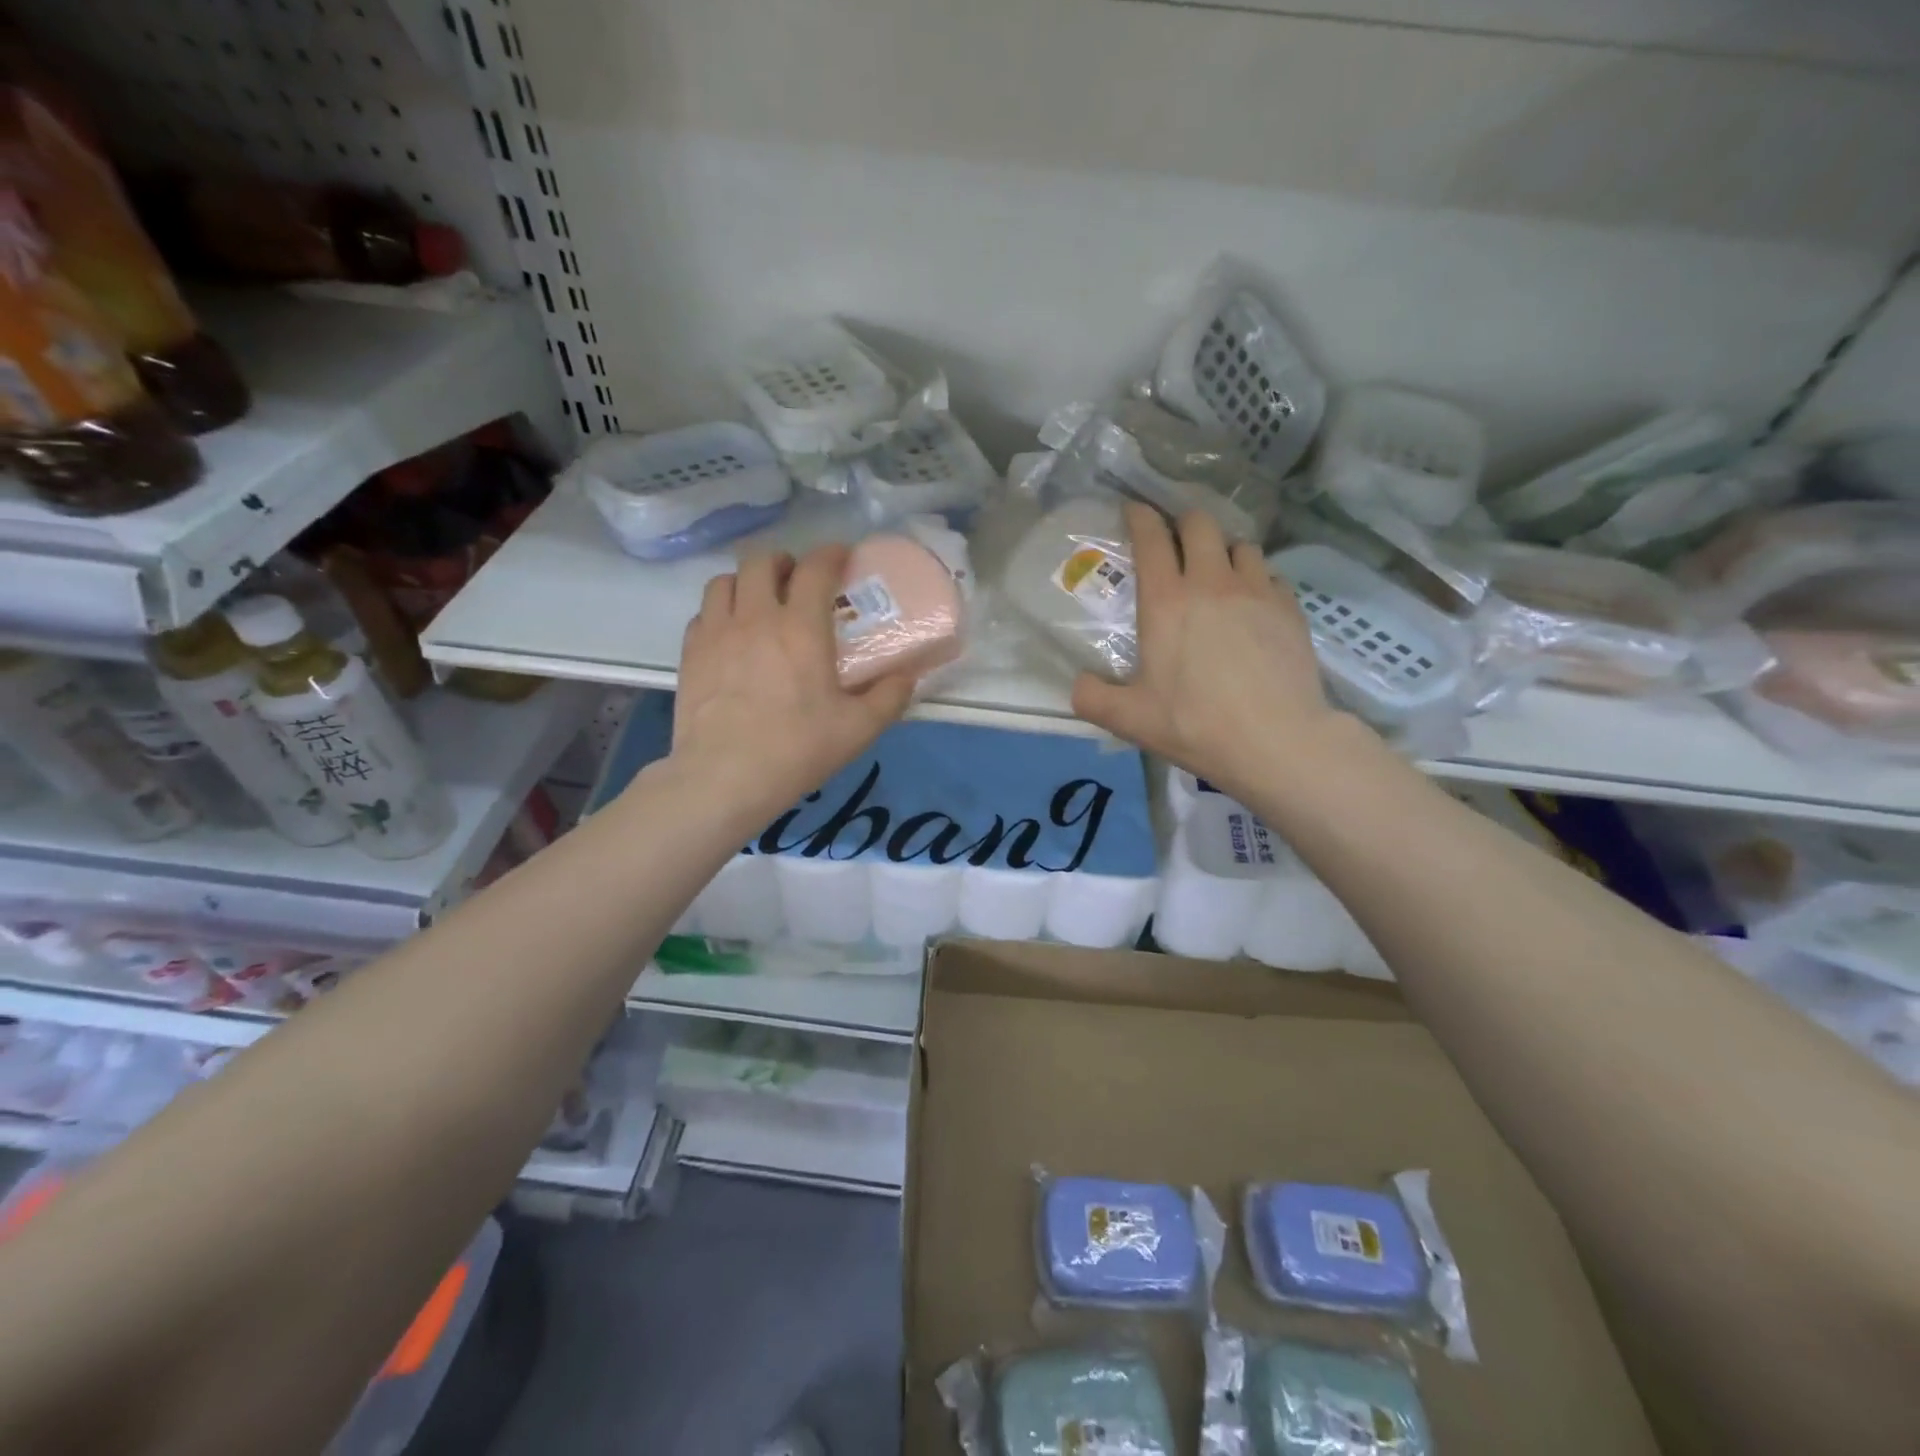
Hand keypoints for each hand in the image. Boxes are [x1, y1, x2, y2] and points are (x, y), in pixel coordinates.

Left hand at [670, 545, 915, 819]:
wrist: (724, 777)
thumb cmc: (797, 749)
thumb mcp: (858, 729)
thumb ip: (889, 697)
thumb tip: (908, 676)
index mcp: (801, 627)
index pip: (815, 568)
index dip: (830, 553)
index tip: (841, 556)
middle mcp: (755, 617)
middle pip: (761, 561)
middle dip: (783, 561)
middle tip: (796, 580)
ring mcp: (716, 633)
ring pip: (724, 581)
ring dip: (746, 582)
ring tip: (758, 602)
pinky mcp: (690, 654)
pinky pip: (703, 614)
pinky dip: (720, 613)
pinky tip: (730, 636)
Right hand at [1071, 504, 1357, 800]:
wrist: (1276, 740)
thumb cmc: (1194, 724)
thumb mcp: (1128, 719)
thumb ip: (1092, 698)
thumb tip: (1078, 684)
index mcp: (1166, 601)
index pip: (1151, 538)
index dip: (1140, 517)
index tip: (1133, 510)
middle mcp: (1211, 582)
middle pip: (1200, 524)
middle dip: (1183, 522)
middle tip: (1175, 540)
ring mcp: (1256, 591)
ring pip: (1240, 545)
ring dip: (1223, 550)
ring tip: (1217, 571)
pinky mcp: (1290, 608)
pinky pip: (1270, 575)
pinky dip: (1256, 578)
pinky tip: (1252, 603)